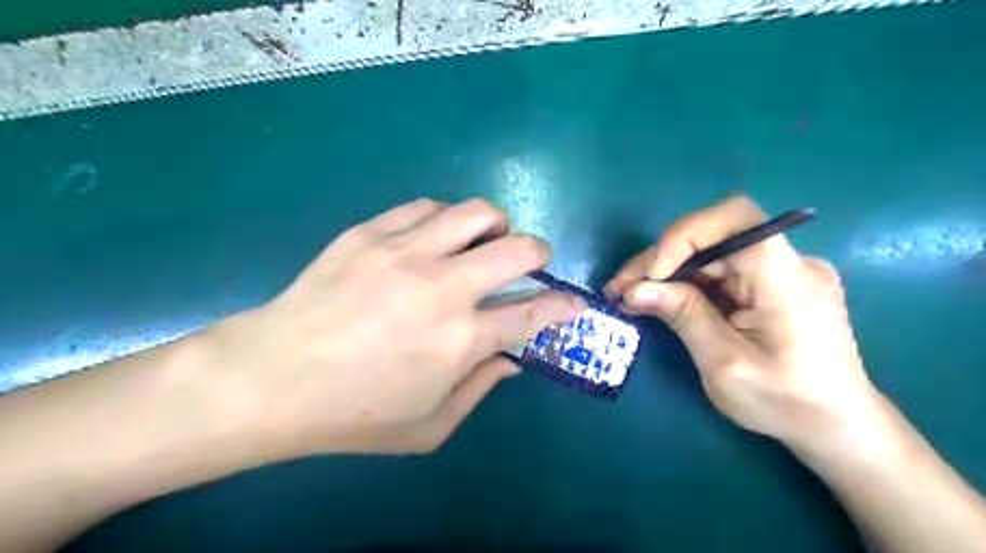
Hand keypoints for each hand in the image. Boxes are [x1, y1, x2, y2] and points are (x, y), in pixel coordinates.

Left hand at [203, 198, 578, 456]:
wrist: (270, 378)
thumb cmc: (353, 414)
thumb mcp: (429, 426)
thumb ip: (480, 389)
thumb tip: (511, 358)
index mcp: (462, 339)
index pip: (534, 313)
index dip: (563, 305)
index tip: (573, 302)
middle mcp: (444, 287)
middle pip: (518, 249)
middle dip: (539, 251)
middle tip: (533, 260)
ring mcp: (405, 252)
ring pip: (475, 213)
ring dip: (495, 224)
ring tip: (486, 239)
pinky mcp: (370, 233)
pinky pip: (425, 207)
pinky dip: (444, 218)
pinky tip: (435, 235)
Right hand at [605, 197, 881, 451]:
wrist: (836, 425)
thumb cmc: (784, 403)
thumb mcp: (724, 365)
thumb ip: (683, 316)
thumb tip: (634, 290)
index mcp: (787, 279)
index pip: (736, 219)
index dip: (685, 234)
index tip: (652, 273)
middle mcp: (789, 262)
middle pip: (713, 236)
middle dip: (661, 259)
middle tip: (620, 289)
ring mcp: (781, 270)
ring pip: (710, 252)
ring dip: (667, 271)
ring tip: (630, 296)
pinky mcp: (771, 283)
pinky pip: (720, 269)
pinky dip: (685, 282)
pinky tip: (660, 299)